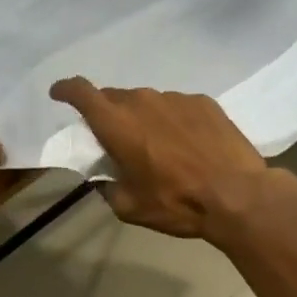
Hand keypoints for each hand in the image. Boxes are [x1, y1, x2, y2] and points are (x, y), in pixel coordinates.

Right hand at [48, 79, 296, 237]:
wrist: (238, 195)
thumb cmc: (176, 202)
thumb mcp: (128, 206)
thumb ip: (108, 185)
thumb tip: (106, 176)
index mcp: (117, 124)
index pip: (81, 92)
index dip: (66, 89)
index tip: (59, 94)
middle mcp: (143, 101)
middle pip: (114, 97)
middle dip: (108, 114)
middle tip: (114, 138)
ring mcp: (176, 98)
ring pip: (147, 102)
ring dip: (143, 119)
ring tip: (157, 146)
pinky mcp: (204, 102)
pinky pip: (177, 106)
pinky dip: (173, 121)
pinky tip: (186, 144)